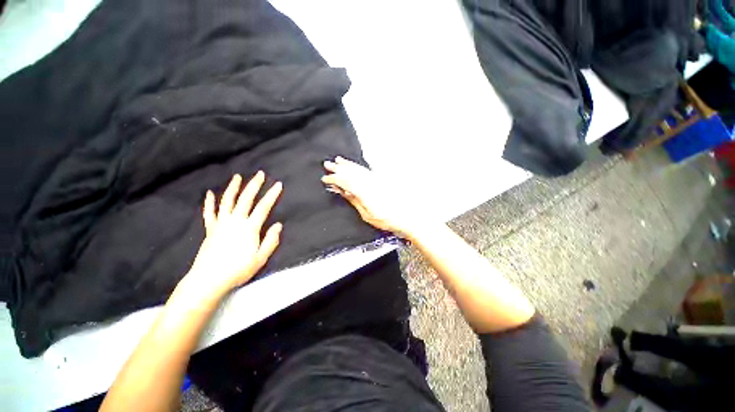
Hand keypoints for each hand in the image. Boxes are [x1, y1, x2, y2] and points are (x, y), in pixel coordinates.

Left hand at [183, 172, 282, 298]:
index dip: (272, 195)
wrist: (209, 280)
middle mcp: (235, 221)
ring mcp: (221, 224)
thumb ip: (271, 240)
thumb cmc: (238, 270)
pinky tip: (210, 194)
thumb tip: (278, 225)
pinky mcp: (210, 229)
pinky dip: (210, 203)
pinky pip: (210, 213)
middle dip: (254, 185)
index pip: (263, 207)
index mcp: (249, 228)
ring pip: (227, 201)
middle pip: (245, 199)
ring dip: (233, 188)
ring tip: (237, 177)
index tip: (278, 185)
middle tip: (259, 174)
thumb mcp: (261, 258)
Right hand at [322, 156, 424, 238]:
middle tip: (328, 164)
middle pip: (351, 172)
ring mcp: (376, 179)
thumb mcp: (367, 215)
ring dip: (348, 164)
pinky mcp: (382, 180)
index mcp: (364, 192)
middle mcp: (370, 182)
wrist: (407, 216)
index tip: (325, 179)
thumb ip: (354, 201)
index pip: (345, 181)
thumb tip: (343, 192)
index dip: (334, 179)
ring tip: (339, 160)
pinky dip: (358, 167)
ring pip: (359, 169)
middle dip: (338, 168)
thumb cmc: (387, 219)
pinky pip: (367, 170)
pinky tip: (355, 165)